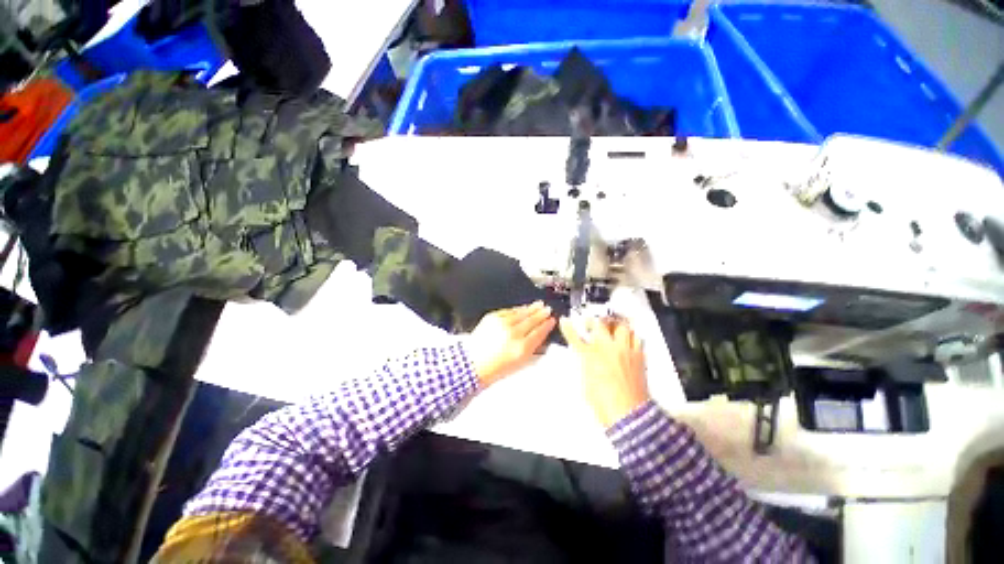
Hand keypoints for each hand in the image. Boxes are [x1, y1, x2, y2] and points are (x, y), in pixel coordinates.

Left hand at [467, 302, 555, 386]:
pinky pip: (508, 310)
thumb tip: (541, 339)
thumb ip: (532, 350)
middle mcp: (513, 334)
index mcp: (521, 348)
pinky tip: (522, 308)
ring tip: (539, 305)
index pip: (539, 332)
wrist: (472, 363)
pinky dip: (517, 309)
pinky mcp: (492, 317)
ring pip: (521, 313)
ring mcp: (502, 324)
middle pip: (532, 320)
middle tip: (547, 309)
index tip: (552, 321)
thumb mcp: (519, 364)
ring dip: (531, 308)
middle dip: (541, 314)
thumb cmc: (493, 368)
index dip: (547, 325)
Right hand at [559, 316, 650, 428]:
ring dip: (614, 326)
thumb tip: (585, 356)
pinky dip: (630, 337)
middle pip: (599, 324)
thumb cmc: (603, 403)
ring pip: (621, 327)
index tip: (565, 321)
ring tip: (611, 330)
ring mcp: (624, 351)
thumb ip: (585, 365)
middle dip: (592, 322)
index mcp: (591, 357)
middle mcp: (608, 349)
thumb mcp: (586, 383)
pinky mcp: (638, 356)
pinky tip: (627, 341)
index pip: (575, 337)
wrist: (628, 415)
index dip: (568, 328)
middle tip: (591, 325)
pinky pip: (637, 338)